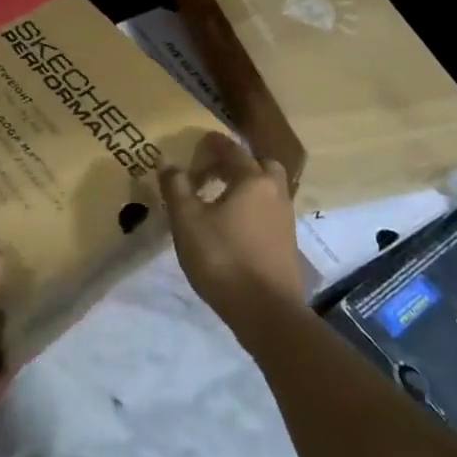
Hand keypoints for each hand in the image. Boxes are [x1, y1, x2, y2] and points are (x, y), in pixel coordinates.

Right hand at [160, 134, 304, 345]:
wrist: (267, 313)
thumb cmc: (223, 258)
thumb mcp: (187, 221)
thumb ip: (176, 187)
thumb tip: (168, 162)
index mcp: (252, 180)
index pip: (232, 150)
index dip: (213, 144)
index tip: (198, 142)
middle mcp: (275, 193)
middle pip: (260, 165)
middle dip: (238, 163)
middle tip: (214, 171)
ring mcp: (285, 220)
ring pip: (268, 189)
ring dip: (248, 186)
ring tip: (222, 199)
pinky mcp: (288, 244)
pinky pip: (270, 212)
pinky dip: (254, 208)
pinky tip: (235, 225)